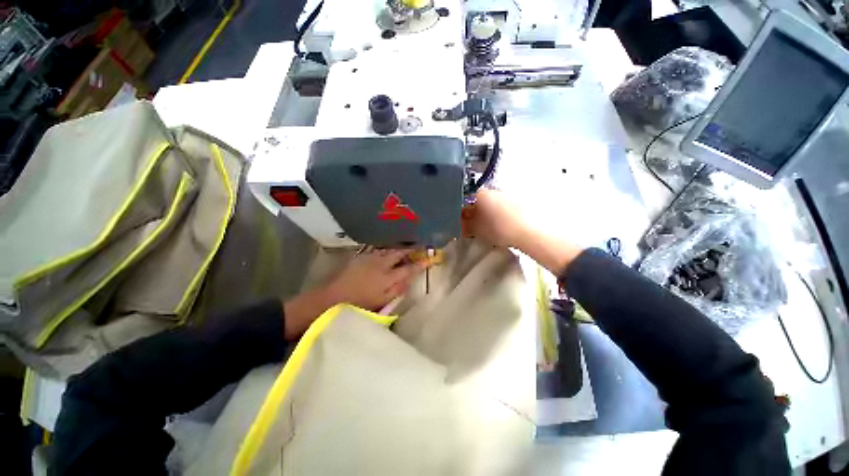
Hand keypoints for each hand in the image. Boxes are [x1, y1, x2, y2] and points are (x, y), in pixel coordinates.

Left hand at [283, 250, 428, 339]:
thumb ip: (397, 290)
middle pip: (399, 253)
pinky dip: (386, 248)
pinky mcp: (361, 257)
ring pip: (389, 249)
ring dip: (398, 247)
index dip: (420, 263)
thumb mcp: (380, 302)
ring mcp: (370, 258)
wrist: (329, 298)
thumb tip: (409, 279)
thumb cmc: (357, 304)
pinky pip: (378, 249)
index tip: (429, 258)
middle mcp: (381, 264)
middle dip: (410, 249)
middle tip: (419, 245)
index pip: (409, 268)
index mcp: (387, 278)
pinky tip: (388, 249)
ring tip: (406, 244)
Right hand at [462, 189, 583, 276]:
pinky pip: (507, 208)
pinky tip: (506, 226)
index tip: (464, 222)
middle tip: (478, 226)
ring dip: (491, 214)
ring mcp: (509, 195)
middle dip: (478, 212)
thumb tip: (459, 222)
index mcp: (481, 194)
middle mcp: (494, 190)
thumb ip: (463, 224)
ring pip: (495, 204)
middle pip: (481, 201)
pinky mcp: (522, 202)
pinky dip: (504, 215)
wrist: (530, 231)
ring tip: (493, 228)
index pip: (466, 200)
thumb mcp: (475, 229)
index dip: (463, 212)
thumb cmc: (499, 228)